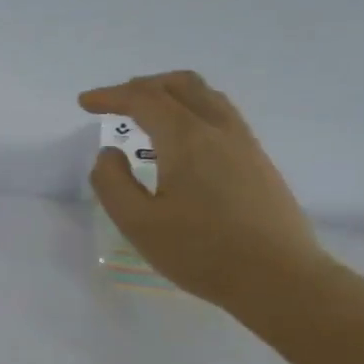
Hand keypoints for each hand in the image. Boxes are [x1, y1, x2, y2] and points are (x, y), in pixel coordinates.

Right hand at [81, 72, 328, 314]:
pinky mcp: (258, 162)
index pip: (144, 99)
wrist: (279, 278)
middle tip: (115, 102)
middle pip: (181, 85)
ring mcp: (245, 144)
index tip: (85, 103)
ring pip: (207, 97)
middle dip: (143, 86)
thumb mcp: (138, 223)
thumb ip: (112, 183)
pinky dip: (192, 110)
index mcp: (187, 139)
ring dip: (171, 94)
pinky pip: (221, 116)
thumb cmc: (201, 252)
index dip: (110, 96)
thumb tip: (109, 155)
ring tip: (147, 114)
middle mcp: (219, 130)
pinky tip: (183, 140)